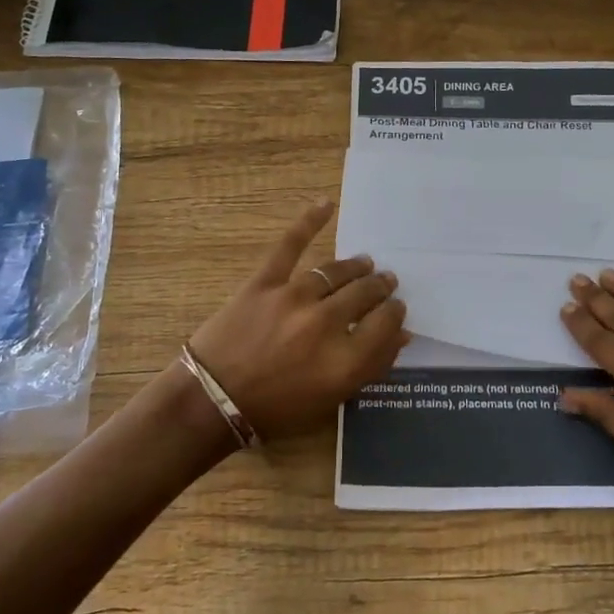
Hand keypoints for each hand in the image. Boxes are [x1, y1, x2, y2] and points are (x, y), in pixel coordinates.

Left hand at [187, 200, 409, 442]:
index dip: (395, 313)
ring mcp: (294, 298)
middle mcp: (326, 324)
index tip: (395, 308)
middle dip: (380, 287)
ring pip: (337, 271)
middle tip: (386, 282)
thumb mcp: (330, 399)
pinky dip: (309, 222)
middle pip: (366, 294)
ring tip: (364, 264)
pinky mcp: (264, 282)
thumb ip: (370, 367)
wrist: (212, 401)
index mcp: (345, 360)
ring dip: (356, 267)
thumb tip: (401, 334)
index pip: (387, 323)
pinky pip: (290, 245)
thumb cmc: (275, 409)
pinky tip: (327, 204)